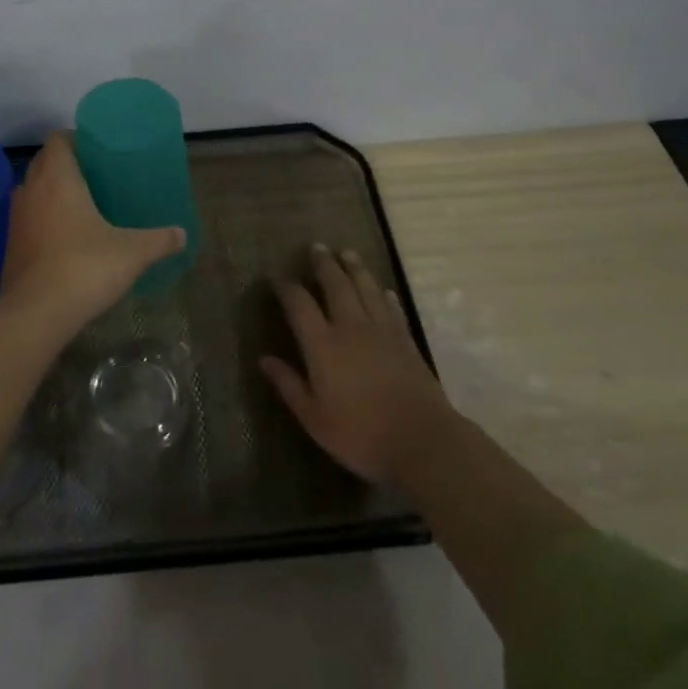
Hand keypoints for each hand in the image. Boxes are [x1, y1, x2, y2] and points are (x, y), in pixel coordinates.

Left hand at [0, 132, 185, 332]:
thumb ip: (159, 240)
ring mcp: (16, 218)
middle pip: (44, 162)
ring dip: (50, 191)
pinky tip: (65, 237)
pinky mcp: (10, 245)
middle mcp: (31, 190)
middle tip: (96, 176)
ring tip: (81, 204)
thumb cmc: (85, 267)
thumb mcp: (132, 253)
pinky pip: (27, 218)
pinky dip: (42, 219)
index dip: (75, 140)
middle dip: (66, 164)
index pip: (58, 140)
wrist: (36, 313)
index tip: (98, 151)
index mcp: (58, 178)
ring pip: (32, 190)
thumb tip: (182, 234)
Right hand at [261, 245, 453, 484]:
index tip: (276, 276)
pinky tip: (382, 289)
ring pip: (365, 289)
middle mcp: (351, 328)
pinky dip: (384, 295)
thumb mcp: (314, 418)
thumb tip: (264, 360)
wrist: (423, 441)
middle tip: (316, 247)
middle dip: (324, 264)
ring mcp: (382, 332)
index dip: (286, 287)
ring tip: (346, 252)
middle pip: (335, 285)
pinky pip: (392, 309)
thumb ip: (289, 385)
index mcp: (323, 345)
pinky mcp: (406, 341)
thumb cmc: (361, 434)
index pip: (299, 304)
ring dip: (354, 268)